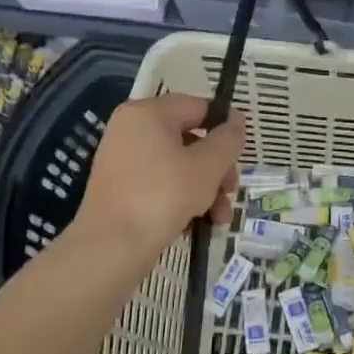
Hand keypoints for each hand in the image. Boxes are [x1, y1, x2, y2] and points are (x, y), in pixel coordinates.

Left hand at [74, 95, 245, 261]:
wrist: (112, 246)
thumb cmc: (164, 195)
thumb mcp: (208, 165)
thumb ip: (228, 139)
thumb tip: (235, 120)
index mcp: (148, 113)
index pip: (197, 107)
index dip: (224, 126)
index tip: (241, 152)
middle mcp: (130, 130)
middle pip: (189, 139)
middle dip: (217, 169)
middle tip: (231, 190)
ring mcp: (122, 160)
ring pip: (178, 166)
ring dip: (205, 190)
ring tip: (219, 218)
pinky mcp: (119, 188)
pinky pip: (160, 184)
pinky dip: (181, 200)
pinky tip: (198, 224)